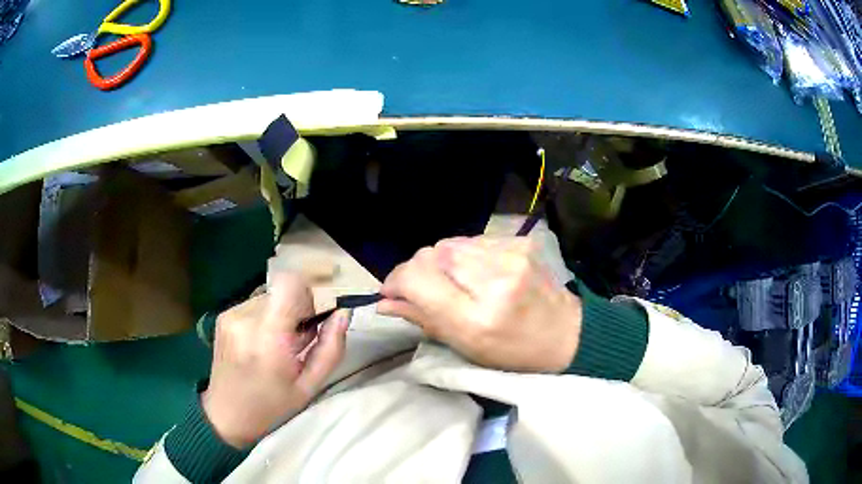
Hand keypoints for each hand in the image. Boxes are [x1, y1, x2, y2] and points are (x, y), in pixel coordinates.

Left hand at [202, 273, 348, 447]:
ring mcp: (230, 314)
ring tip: (280, 344)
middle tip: (300, 340)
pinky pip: (255, 304)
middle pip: (283, 289)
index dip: (309, 289)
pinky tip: (263, 343)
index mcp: (268, 338)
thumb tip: (343, 313)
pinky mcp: (223, 316)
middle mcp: (245, 318)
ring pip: (270, 295)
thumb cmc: (271, 407)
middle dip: (298, 308)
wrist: (226, 414)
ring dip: (282, 313)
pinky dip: (266, 317)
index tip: (316, 312)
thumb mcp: (309, 386)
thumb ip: (330, 349)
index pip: (289, 283)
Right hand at [378, 236, 581, 372]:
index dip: (395, 280)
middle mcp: (493, 279)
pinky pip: (472, 239)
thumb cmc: (513, 352)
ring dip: (440, 261)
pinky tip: (474, 272)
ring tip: (452, 282)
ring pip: (449, 243)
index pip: (418, 279)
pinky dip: (463, 254)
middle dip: (416, 270)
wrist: (566, 333)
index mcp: (477, 317)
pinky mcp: (520, 241)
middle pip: (430, 254)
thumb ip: (423, 319)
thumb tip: (384, 302)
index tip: (391, 292)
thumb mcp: (466, 347)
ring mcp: (510, 254)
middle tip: (420, 289)